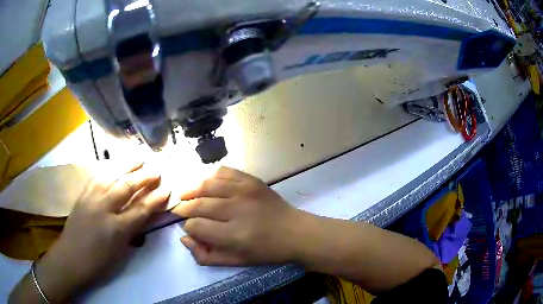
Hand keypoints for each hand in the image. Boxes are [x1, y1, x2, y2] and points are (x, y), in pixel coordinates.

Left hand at [33, 161, 169, 300]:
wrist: (71, 258)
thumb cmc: (98, 262)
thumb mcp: (119, 252)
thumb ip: (132, 232)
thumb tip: (144, 217)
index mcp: (116, 230)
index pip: (140, 210)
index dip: (155, 200)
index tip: (167, 189)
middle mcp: (104, 210)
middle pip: (126, 188)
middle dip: (143, 177)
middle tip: (156, 168)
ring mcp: (91, 199)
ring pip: (111, 177)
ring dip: (126, 165)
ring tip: (138, 156)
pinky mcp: (82, 195)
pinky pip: (96, 177)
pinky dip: (108, 168)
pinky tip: (114, 164)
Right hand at [171, 167, 303, 265]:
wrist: (294, 231)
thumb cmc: (266, 251)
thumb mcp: (236, 261)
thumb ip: (206, 255)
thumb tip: (184, 238)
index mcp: (234, 235)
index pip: (196, 226)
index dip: (188, 227)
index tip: (189, 227)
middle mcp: (237, 210)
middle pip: (199, 204)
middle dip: (184, 207)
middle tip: (180, 210)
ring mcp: (245, 191)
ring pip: (207, 185)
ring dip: (192, 190)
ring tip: (185, 195)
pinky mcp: (252, 180)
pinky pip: (224, 172)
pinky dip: (211, 176)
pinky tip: (207, 184)